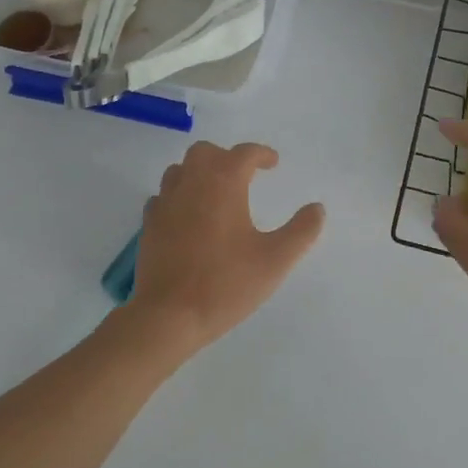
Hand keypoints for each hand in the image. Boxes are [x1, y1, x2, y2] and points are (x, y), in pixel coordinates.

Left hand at [129, 141, 325, 349]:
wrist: (168, 315)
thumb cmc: (226, 284)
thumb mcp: (275, 260)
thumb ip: (301, 231)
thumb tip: (317, 209)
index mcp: (223, 183)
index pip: (243, 154)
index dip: (261, 154)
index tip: (273, 163)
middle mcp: (191, 184)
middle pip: (205, 152)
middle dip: (226, 157)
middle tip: (244, 176)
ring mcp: (165, 203)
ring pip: (180, 170)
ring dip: (200, 173)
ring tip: (216, 193)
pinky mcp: (149, 225)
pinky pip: (164, 196)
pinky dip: (179, 196)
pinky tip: (189, 217)